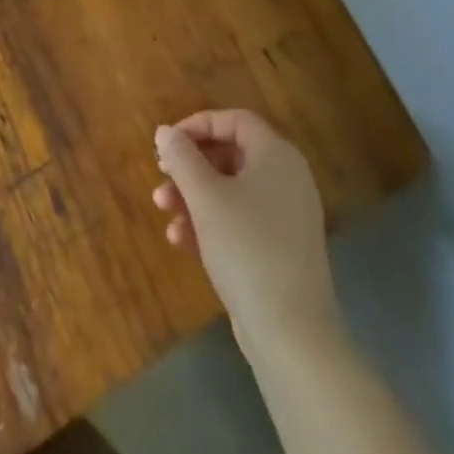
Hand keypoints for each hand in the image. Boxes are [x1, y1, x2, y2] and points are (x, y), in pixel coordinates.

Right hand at [153, 110, 338, 355]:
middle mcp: (286, 178)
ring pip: (231, 189)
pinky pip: (240, 220)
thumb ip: (182, 157)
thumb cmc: (246, 249)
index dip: (197, 124)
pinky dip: (210, 222)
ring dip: (193, 195)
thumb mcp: (205, 197)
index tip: (166, 142)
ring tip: (163, 210)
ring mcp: (285, 215)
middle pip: (230, 154)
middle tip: (161, 175)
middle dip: (190, 165)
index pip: (234, 120)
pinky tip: (180, 239)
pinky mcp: (279, 248)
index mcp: (276, 156)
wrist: (292, 333)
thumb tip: (165, 131)